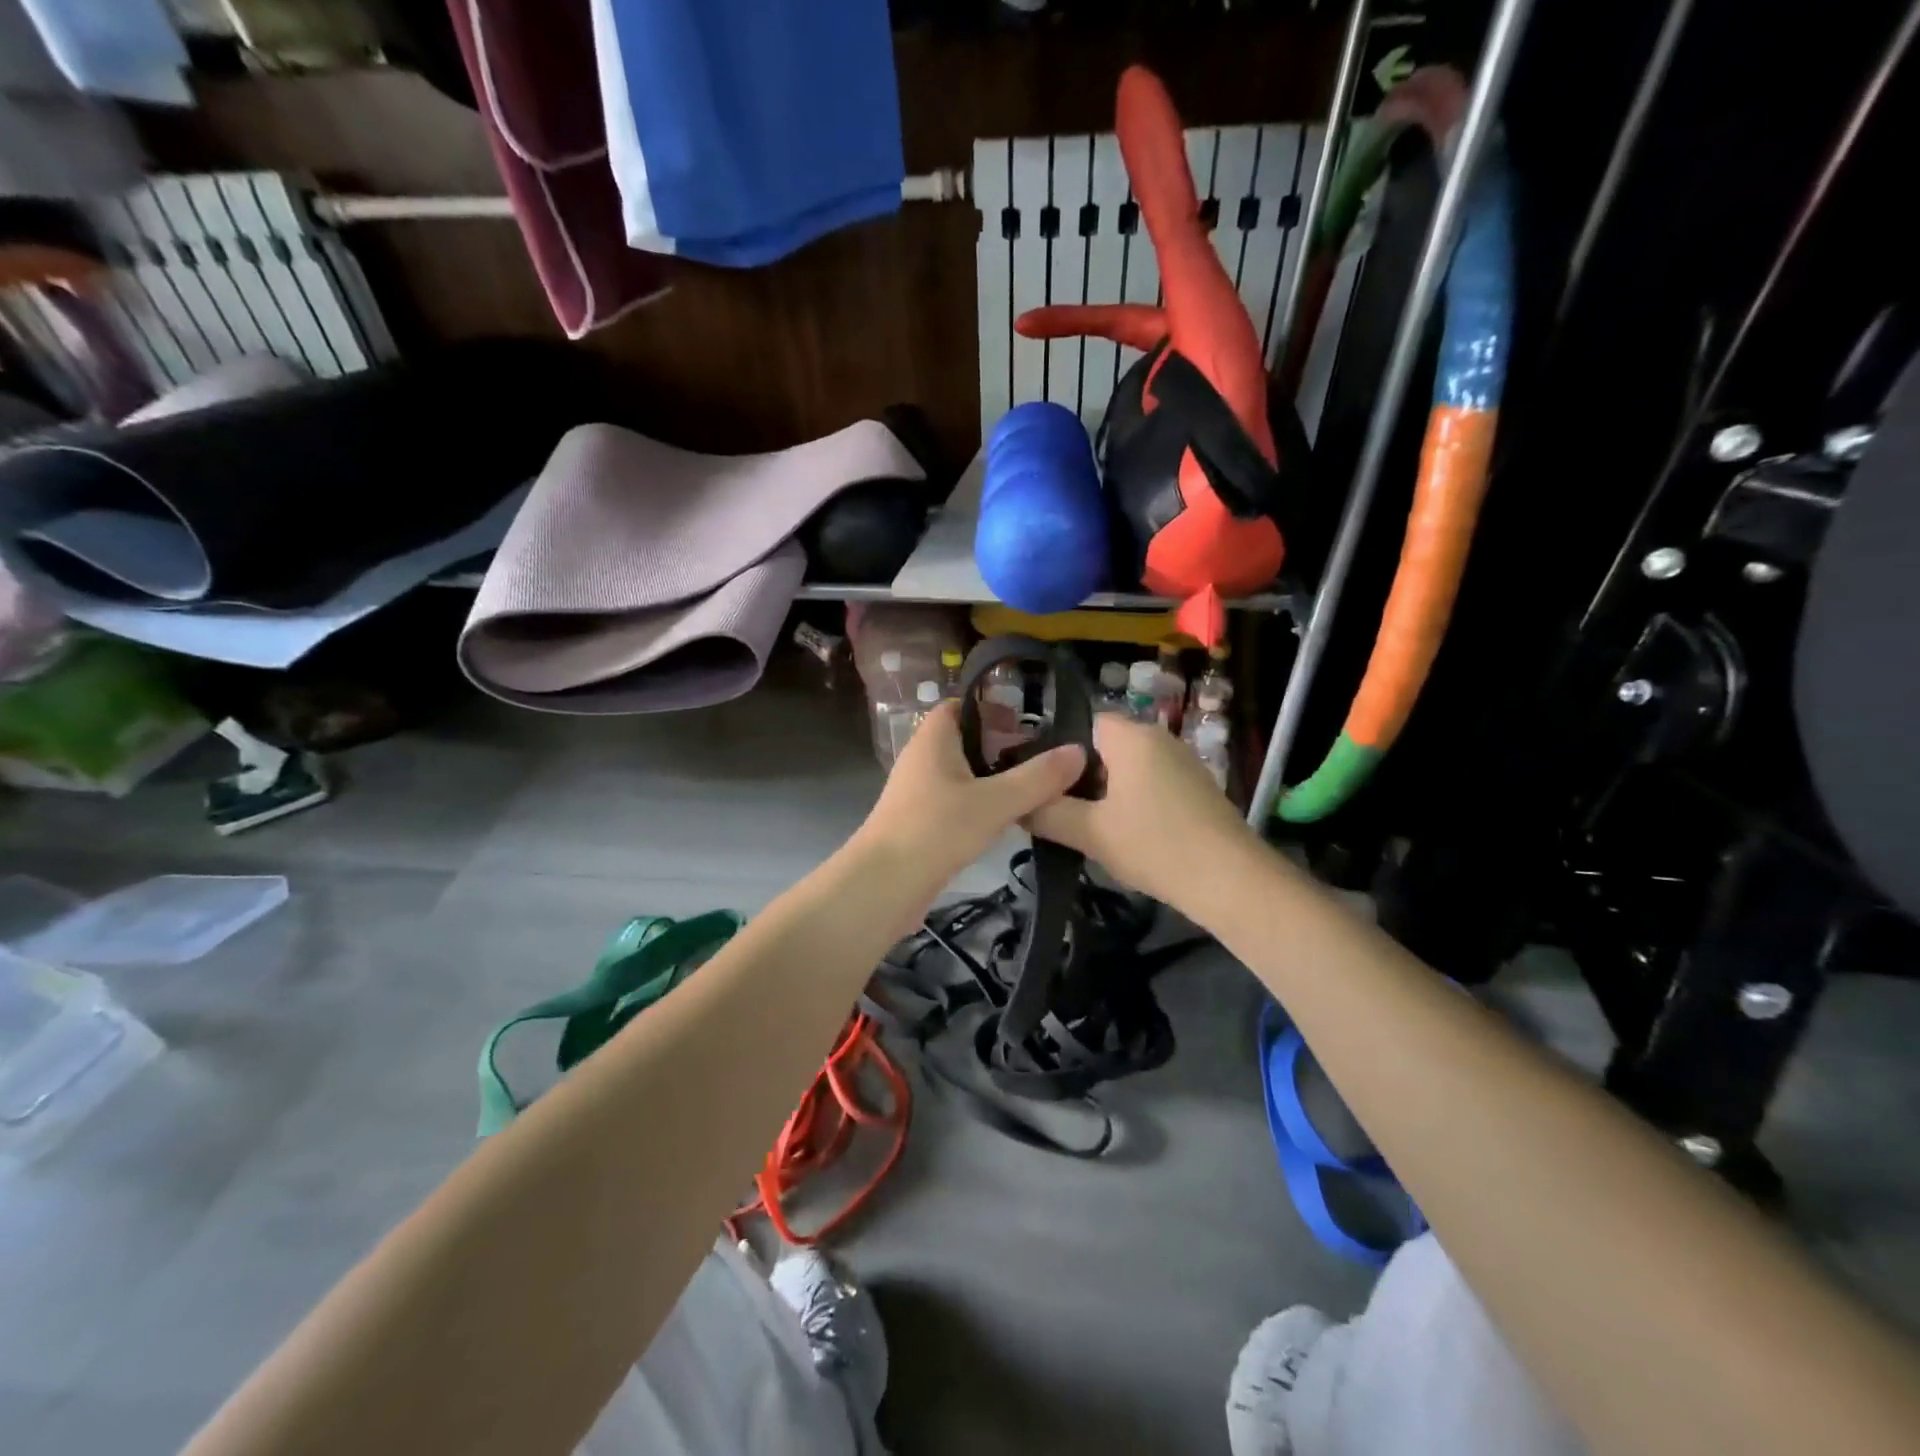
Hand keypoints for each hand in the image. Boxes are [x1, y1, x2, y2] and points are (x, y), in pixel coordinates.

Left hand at [854, 699, 1085, 899]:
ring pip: (963, 774)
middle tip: (1041, 757)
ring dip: (994, 778)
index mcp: (933, 739)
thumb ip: (1038, 778)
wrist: (884, 885)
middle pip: (965, 740)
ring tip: (1034, 787)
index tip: (1027, 723)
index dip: (992, 708)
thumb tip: (1079, 751)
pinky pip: (957, 801)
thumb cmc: (936, 829)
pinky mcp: (922, 822)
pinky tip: (1007, 819)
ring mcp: (919, 792)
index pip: (960, 705)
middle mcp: (923, 759)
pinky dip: (981, 804)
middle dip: (1001, 745)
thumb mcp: (995, 802)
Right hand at [1026, 713, 1261, 918]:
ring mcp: (1182, 761)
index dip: (1058, 752)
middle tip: (1059, 811)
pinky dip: (1132, 801)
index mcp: (1131, 737)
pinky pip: (1150, 782)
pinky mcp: (1196, 787)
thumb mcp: (1090, 833)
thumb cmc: (1156, 846)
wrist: (1231, 881)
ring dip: (1106, 793)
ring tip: (1087, 826)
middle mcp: (1159, 738)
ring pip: (1128, 767)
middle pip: (1104, 746)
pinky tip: (1125, 834)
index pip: (1083, 723)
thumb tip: (1016, 805)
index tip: (1042, 786)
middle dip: (1080, 776)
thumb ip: (1047, 813)